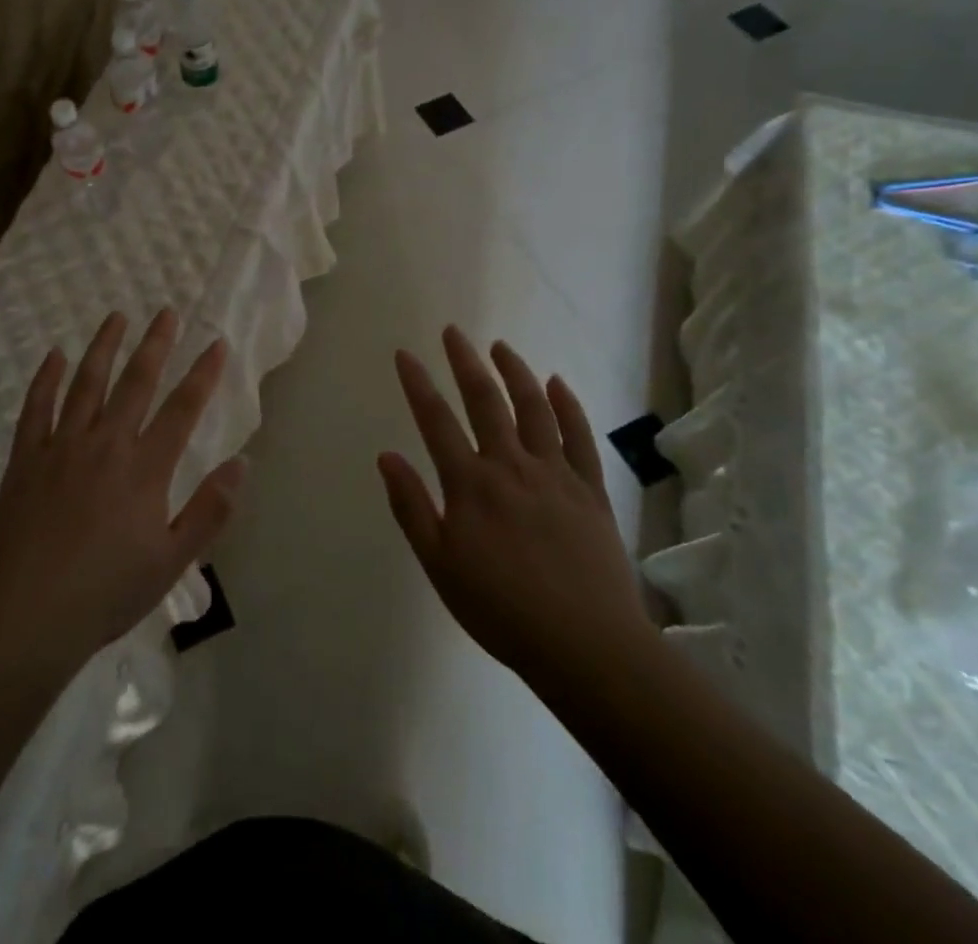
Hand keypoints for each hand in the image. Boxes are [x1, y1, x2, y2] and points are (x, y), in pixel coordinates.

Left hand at [0, 310, 243, 678]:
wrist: (26, 618)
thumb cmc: (106, 593)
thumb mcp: (172, 561)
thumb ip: (209, 510)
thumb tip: (242, 462)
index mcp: (144, 469)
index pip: (182, 409)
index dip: (202, 374)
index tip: (216, 342)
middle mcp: (105, 444)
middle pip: (135, 382)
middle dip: (155, 344)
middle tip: (166, 311)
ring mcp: (61, 447)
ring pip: (87, 383)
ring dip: (104, 347)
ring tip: (116, 316)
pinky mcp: (25, 459)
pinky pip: (36, 407)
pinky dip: (47, 378)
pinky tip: (55, 355)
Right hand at [378, 326, 653, 688]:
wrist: (585, 645)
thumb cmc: (501, 610)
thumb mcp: (439, 565)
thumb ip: (411, 507)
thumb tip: (386, 456)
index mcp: (470, 484)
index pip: (436, 421)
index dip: (418, 384)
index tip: (405, 354)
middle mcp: (511, 465)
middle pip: (485, 400)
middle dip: (465, 362)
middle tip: (453, 332)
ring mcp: (555, 473)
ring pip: (533, 407)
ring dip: (515, 371)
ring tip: (500, 346)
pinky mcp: (590, 489)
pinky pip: (579, 436)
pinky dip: (568, 405)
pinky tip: (557, 382)